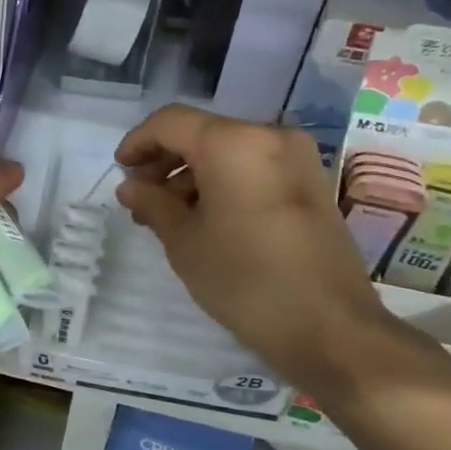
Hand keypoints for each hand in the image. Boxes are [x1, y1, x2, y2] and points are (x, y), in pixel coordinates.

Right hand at [114, 104, 415, 401]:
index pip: (171, 122)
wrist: (330, 327)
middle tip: (141, 199)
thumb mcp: (184, 242)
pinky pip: (255, 167)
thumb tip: (130, 187)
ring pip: (229, 151)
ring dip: (192, 174)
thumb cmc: (245, 280)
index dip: (137, 142)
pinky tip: (205, 218)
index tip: (120, 172)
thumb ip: (152, 204)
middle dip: (164, 161)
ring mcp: (297, 158)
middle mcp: (269, 137)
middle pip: (202, 133)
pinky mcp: (312, 183)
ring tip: (168, 216)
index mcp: (233, 143)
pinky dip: (224, 182)